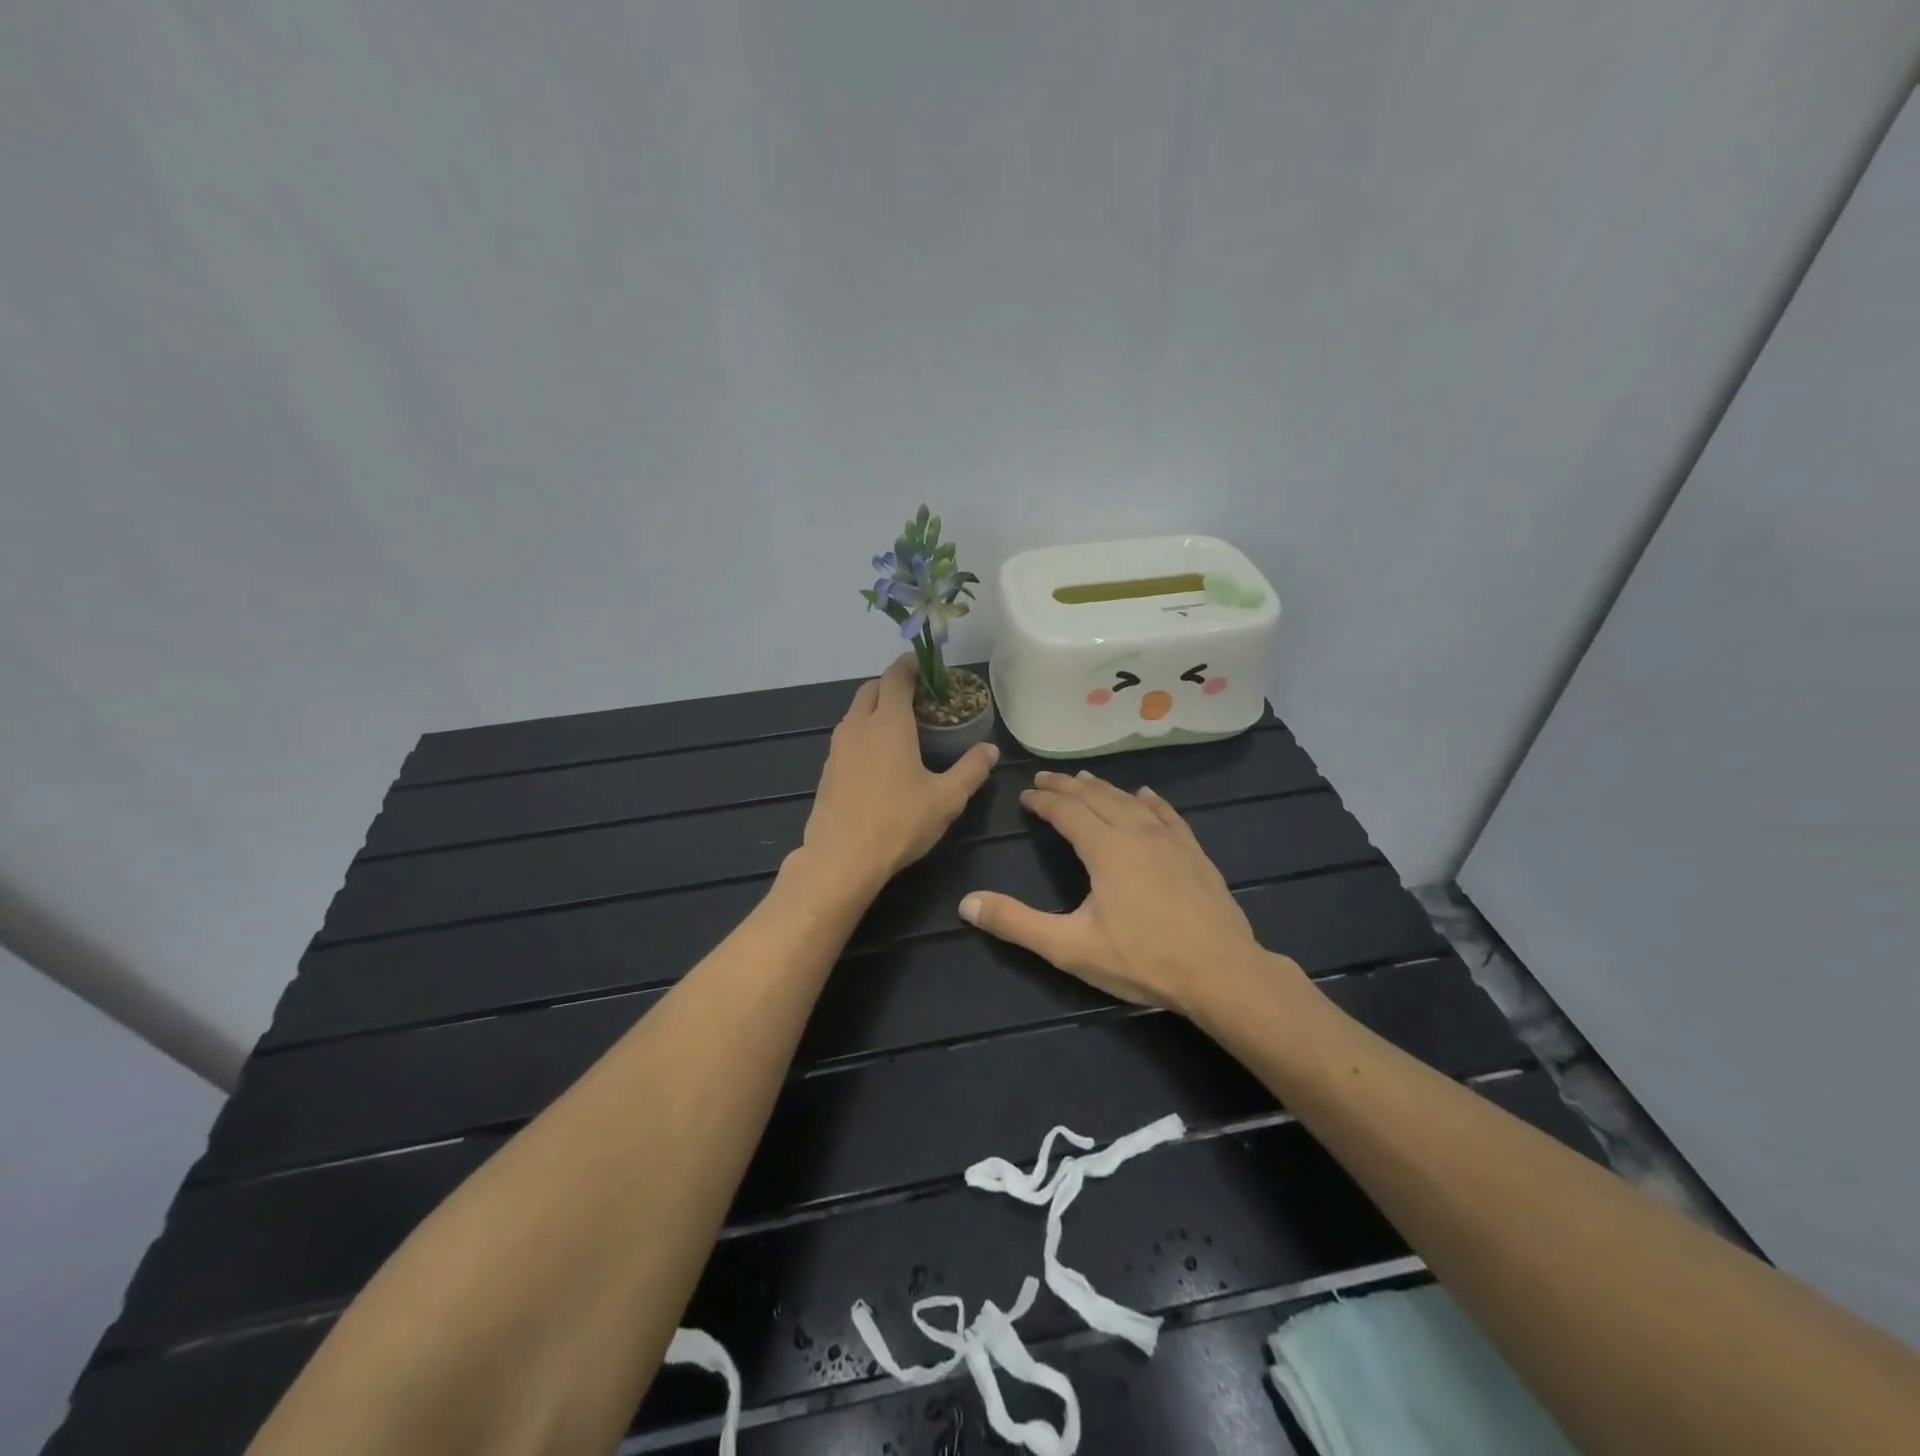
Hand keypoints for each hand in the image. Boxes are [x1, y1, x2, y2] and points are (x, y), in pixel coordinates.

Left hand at [793, 656, 999, 895]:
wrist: (841, 859)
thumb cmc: (898, 823)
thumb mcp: (947, 799)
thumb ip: (971, 770)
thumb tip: (990, 750)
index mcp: (888, 723)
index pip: (896, 677)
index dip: (910, 665)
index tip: (926, 665)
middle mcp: (858, 726)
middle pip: (871, 688)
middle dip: (893, 684)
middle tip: (919, 698)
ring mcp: (837, 748)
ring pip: (855, 712)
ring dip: (876, 709)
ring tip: (902, 727)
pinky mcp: (827, 770)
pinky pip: (847, 737)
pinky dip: (864, 732)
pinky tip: (880, 759)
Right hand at [959, 769, 1302, 1020]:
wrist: (1222, 973)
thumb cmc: (1143, 960)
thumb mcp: (1070, 947)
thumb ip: (1016, 923)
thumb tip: (966, 903)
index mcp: (1105, 848)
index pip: (1066, 811)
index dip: (1043, 801)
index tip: (1025, 795)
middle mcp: (1136, 832)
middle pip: (1097, 797)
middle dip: (1068, 785)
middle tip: (1046, 778)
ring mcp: (1170, 840)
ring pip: (1130, 801)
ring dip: (1104, 788)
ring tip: (1086, 778)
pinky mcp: (1194, 853)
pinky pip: (1167, 814)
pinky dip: (1150, 801)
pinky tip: (1146, 795)